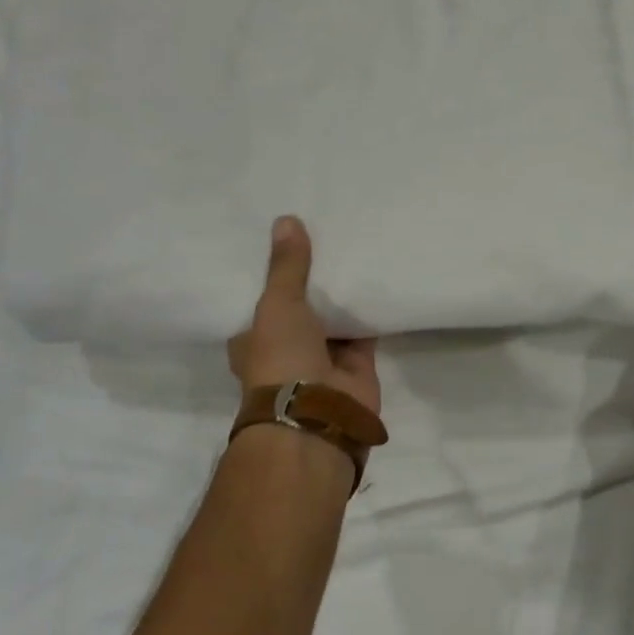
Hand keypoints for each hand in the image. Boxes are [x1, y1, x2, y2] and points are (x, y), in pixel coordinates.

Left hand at [229, 217, 380, 414]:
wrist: (318, 415)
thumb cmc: (281, 359)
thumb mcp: (277, 305)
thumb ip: (286, 267)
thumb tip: (286, 219)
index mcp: (254, 341)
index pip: (259, 304)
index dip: (272, 278)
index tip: (286, 246)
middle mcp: (287, 351)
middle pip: (301, 311)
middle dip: (313, 285)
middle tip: (327, 240)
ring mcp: (323, 360)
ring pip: (334, 321)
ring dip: (343, 298)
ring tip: (355, 252)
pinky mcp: (357, 367)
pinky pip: (365, 333)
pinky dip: (371, 313)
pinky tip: (380, 281)